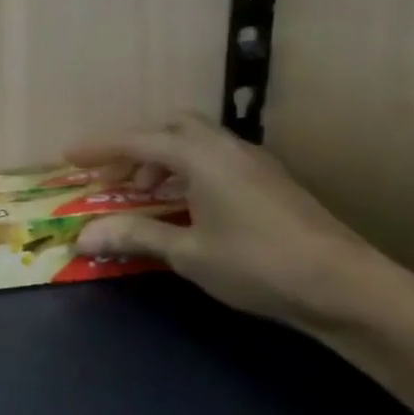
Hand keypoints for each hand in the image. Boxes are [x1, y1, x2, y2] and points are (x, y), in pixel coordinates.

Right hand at [68, 115, 396, 328]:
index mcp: (202, 158)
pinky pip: (215, 160)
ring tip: (143, 195)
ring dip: (163, 160)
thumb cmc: (257, 264)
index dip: (100, 148)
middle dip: (136, 149)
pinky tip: (184, 206)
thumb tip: (84, 236)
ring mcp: (254, 163)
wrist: (344, 285)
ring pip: (196, 143)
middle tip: (113, 179)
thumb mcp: (187, 253)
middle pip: (171, 129)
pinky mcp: (270, 182)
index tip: (69, 157)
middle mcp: (228, 149)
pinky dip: (187, 172)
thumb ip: (136, 236)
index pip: (139, 141)